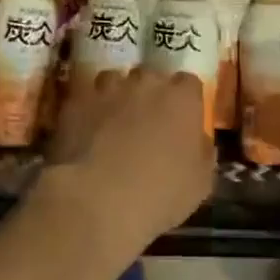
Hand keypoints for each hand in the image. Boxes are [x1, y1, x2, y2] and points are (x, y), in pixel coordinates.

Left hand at [36, 70, 214, 253]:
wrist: (97, 201)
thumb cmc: (160, 194)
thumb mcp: (200, 183)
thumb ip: (204, 153)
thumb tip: (199, 140)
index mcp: (181, 98)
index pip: (189, 83)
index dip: (185, 101)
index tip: (182, 120)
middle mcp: (146, 83)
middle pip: (151, 77)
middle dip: (150, 95)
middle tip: (146, 124)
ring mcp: (107, 89)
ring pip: (114, 81)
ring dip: (117, 97)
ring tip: (112, 125)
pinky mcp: (76, 101)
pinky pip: (86, 99)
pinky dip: (88, 111)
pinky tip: (86, 135)